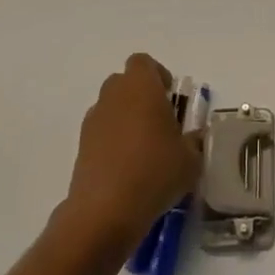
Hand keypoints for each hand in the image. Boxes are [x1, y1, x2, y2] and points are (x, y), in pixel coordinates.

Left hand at [62, 54, 202, 247]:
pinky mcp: (81, 147)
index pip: (143, 62)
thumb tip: (193, 138)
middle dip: (140, 96)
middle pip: (124, 83)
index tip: (170, 97)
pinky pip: (100, 134)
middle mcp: (113, 96)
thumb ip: (194, 141)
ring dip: (125, 119)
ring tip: (143, 150)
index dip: (157, 75)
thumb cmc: (155, 171)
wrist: (105, 211)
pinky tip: (126, 170)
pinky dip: (112, 143)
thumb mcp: (191, 159)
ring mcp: (93, 122)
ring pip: (111, 108)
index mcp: (141, 86)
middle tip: (159, 122)